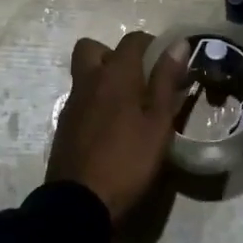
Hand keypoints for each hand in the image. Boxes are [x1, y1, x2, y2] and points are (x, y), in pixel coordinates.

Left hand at [47, 32, 188, 221]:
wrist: (80, 201)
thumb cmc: (128, 160)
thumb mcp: (159, 123)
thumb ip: (166, 81)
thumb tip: (177, 44)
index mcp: (115, 75)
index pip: (132, 40)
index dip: (151, 44)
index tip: (168, 62)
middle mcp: (88, 80)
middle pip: (93, 48)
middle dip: (114, 54)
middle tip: (137, 77)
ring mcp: (72, 103)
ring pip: (85, 74)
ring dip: (104, 78)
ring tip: (129, 105)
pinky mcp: (64, 125)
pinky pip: (81, 98)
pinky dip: (95, 101)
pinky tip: (112, 127)